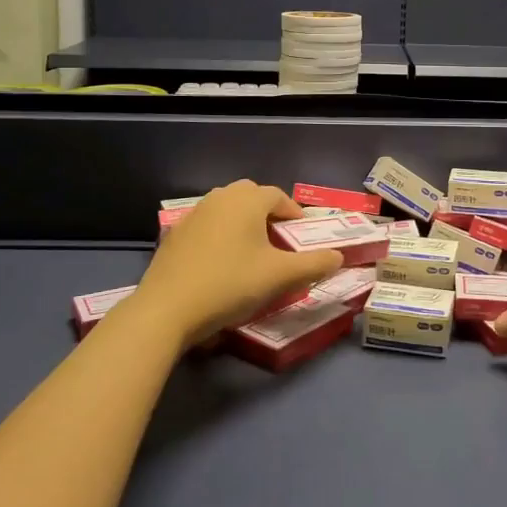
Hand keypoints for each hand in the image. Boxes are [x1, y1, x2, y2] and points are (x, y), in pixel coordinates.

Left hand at [121, 181, 343, 349]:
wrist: (167, 309)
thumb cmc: (230, 284)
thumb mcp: (279, 277)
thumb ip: (313, 264)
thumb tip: (339, 257)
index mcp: (247, 200)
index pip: (278, 196)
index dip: (294, 214)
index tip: (302, 237)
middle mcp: (219, 198)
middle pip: (251, 196)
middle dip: (268, 213)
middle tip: (278, 241)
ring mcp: (193, 214)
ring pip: (226, 209)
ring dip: (242, 222)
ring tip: (251, 252)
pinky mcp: (174, 235)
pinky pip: (207, 226)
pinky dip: (220, 235)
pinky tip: (220, 263)